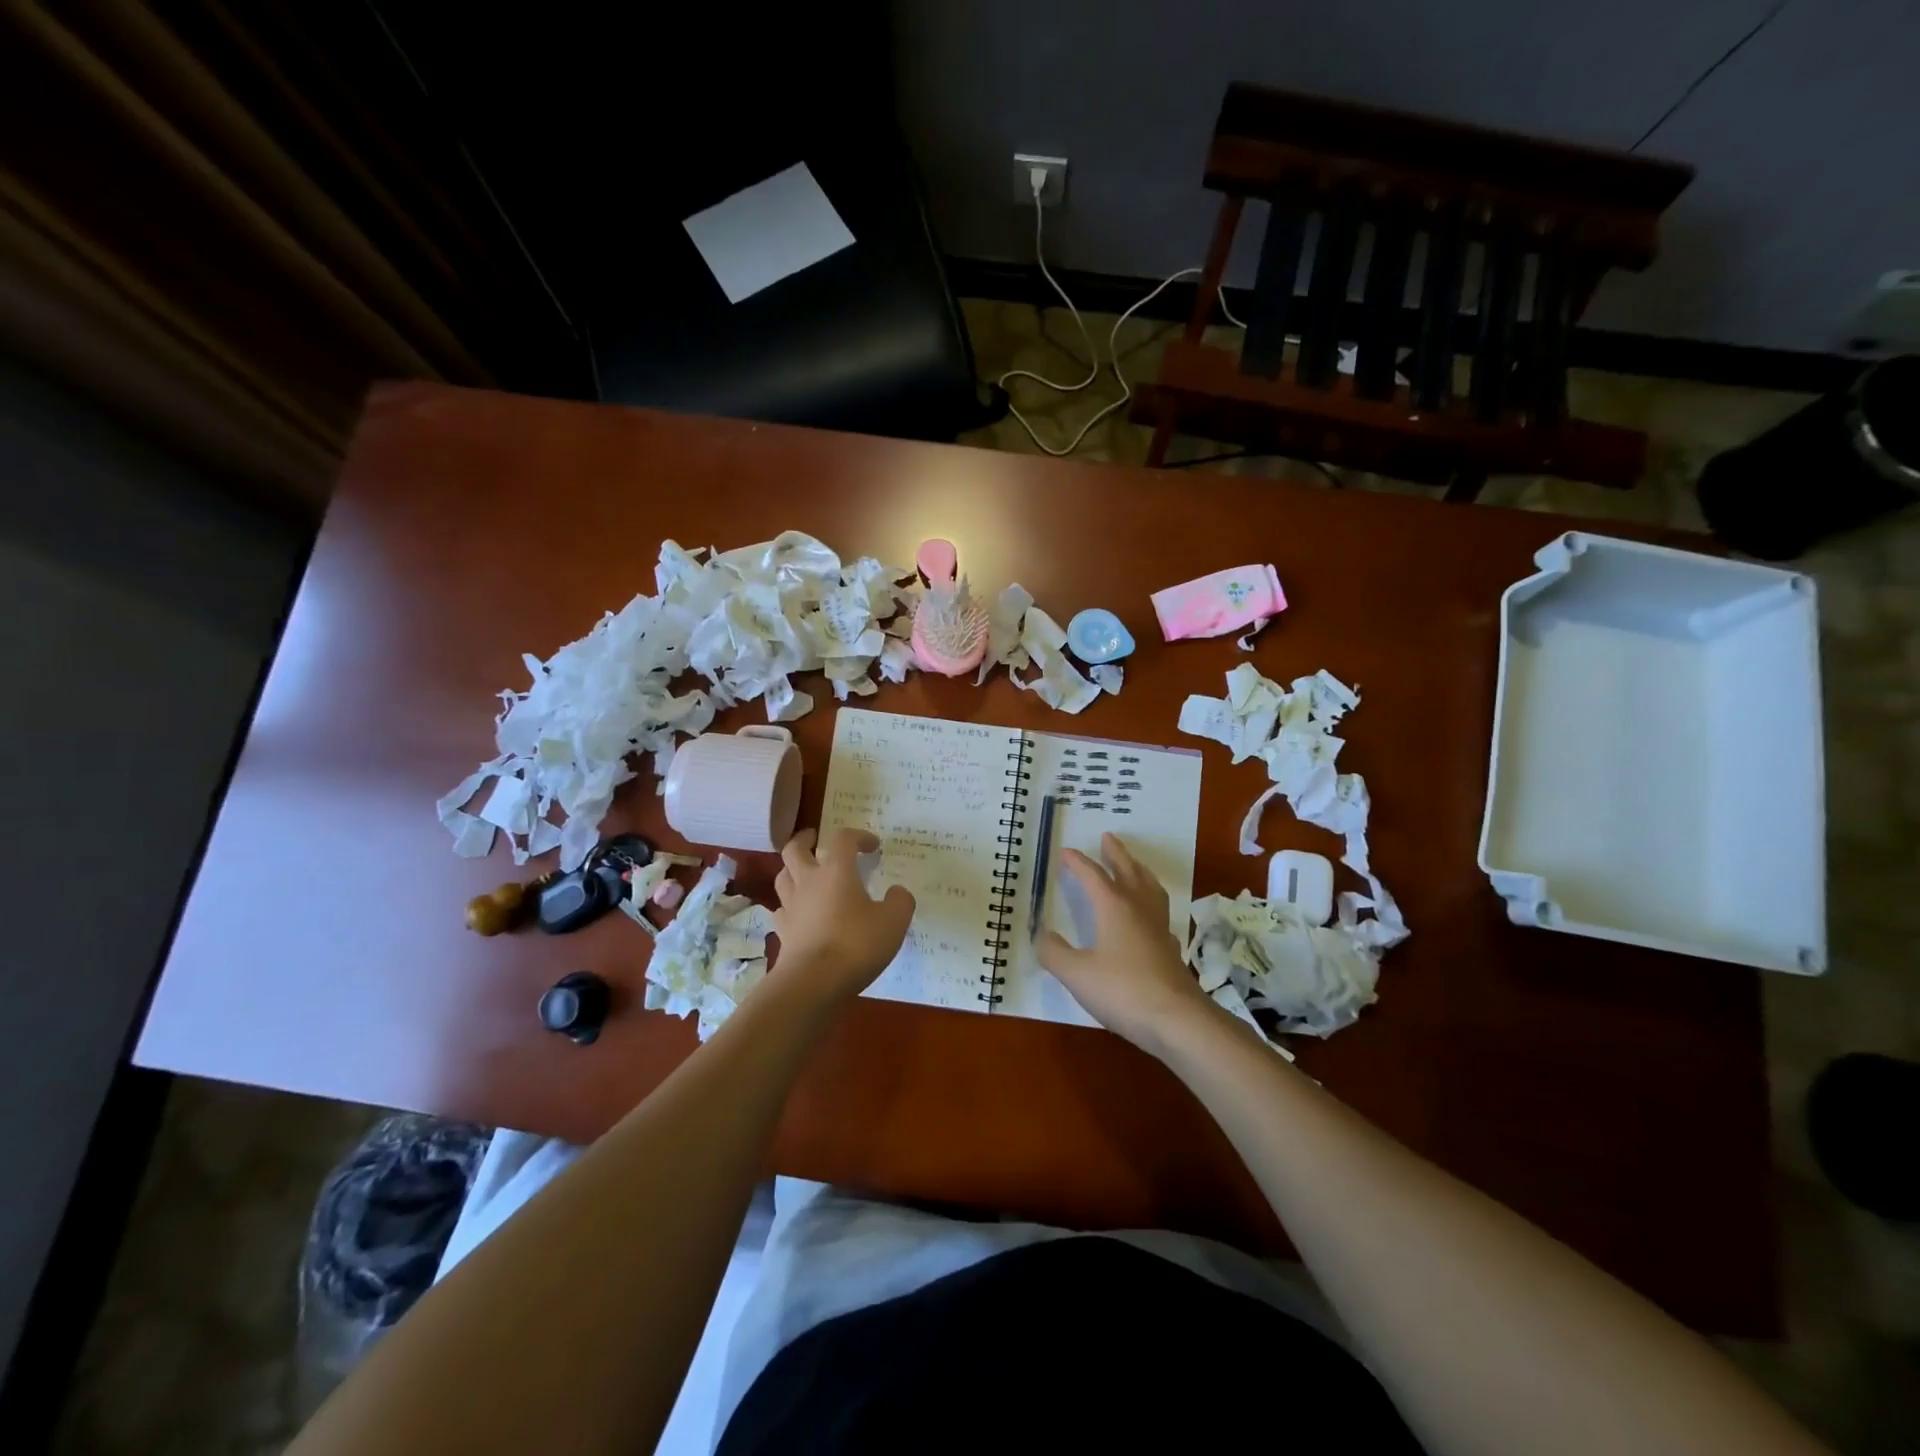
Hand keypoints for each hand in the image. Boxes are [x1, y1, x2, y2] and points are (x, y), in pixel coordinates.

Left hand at [771, 828, 914, 1002]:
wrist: (812, 983)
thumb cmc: (856, 945)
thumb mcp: (894, 921)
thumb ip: (900, 901)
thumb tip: (896, 892)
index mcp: (836, 871)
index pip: (843, 839)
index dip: (859, 836)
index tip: (873, 847)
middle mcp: (808, 882)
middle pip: (795, 849)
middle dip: (806, 840)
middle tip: (816, 840)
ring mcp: (791, 907)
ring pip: (783, 876)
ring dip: (793, 869)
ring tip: (806, 873)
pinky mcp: (782, 932)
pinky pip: (781, 908)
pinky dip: (790, 904)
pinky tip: (800, 912)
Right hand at [1036, 833, 1217, 1054]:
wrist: (1177, 1020)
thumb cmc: (1122, 990)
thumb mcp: (1076, 973)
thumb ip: (1054, 952)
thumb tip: (1042, 934)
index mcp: (1114, 907)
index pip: (1092, 875)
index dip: (1077, 862)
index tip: (1065, 851)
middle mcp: (1138, 909)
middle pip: (1127, 871)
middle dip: (1115, 853)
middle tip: (1108, 837)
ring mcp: (1159, 928)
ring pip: (1149, 887)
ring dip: (1138, 870)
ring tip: (1132, 864)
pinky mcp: (1170, 948)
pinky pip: (1159, 911)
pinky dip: (1149, 900)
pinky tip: (1147, 914)